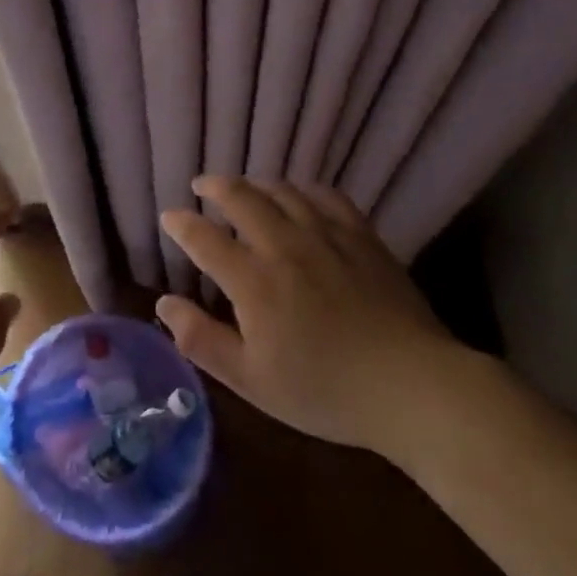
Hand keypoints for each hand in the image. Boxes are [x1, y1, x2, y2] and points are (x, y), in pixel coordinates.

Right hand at [156, 175, 460, 459]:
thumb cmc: (325, 391)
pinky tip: (299, 196)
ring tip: (244, 188)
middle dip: (214, 186)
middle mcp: (285, 245)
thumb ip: (202, 340)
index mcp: (254, 281)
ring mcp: (326, 235)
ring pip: (282, 191)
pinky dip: (303, 190)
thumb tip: (163, 303)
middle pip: (241, 197)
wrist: (412, 387)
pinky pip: (326, 196)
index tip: (168, 217)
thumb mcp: (252, 380)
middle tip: (201, 186)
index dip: (180, 223)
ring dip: (255, 184)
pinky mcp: (361, 236)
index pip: (204, 238)